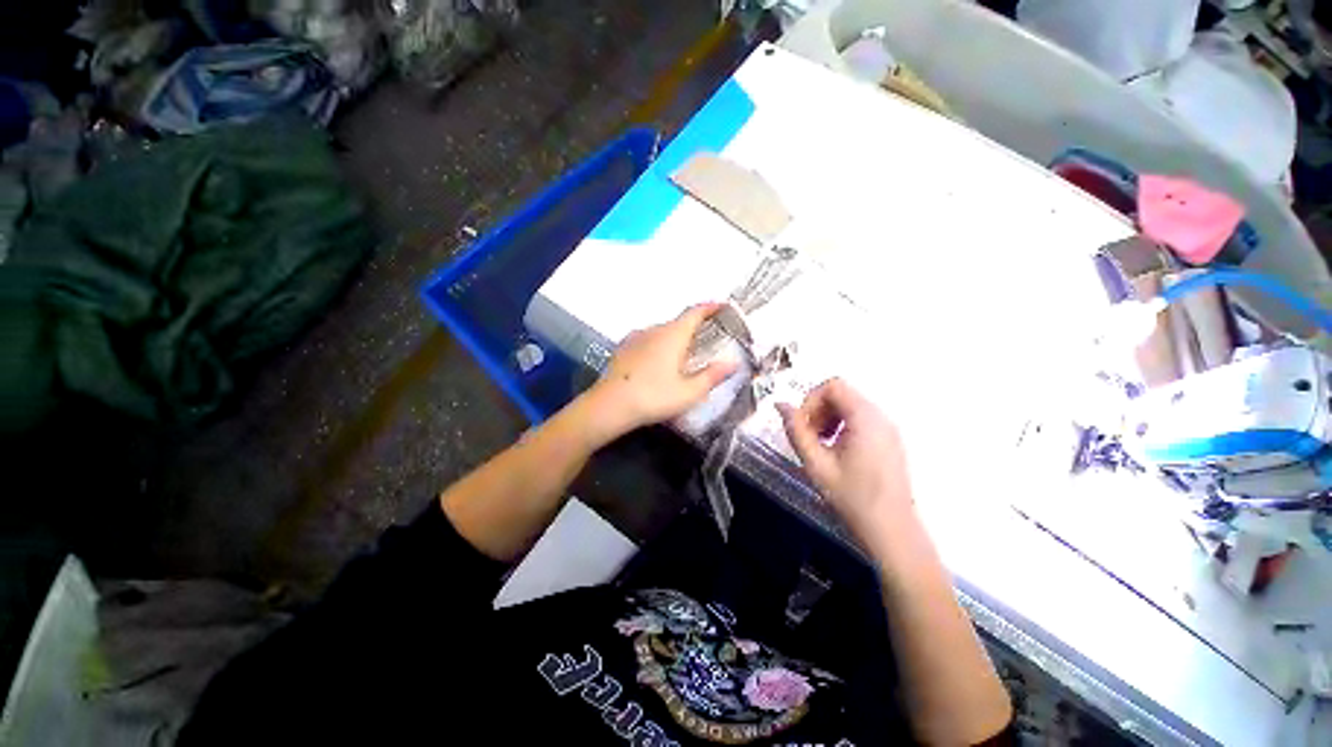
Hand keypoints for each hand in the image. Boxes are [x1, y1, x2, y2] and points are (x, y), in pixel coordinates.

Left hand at [585, 303, 737, 440]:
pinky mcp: (623, 348)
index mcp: (673, 335)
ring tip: (682, 354)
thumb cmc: (653, 397)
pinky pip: (647, 339)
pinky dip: (658, 344)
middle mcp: (654, 330)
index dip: (710, 307)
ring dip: (675, 337)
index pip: (695, 312)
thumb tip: (733, 363)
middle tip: (706, 339)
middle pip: (678, 322)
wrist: (609, 405)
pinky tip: (657, 361)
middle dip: (694, 326)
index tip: (722, 305)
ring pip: (661, 331)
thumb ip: (712, 376)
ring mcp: (635, 338)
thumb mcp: (689, 392)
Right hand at [777, 378, 914, 541]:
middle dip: (817, 410)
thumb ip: (796, 431)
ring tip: (819, 446)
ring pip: (849, 406)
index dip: (810, 400)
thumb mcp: (816, 464)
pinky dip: (841, 427)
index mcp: (865, 418)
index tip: (801, 425)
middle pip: (841, 394)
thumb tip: (781, 406)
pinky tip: (835, 452)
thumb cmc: (853, 498)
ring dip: (828, 419)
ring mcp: (888, 428)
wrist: (892, 532)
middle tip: (807, 437)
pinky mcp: (889, 440)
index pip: (833, 386)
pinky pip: (860, 420)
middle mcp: (880, 416)